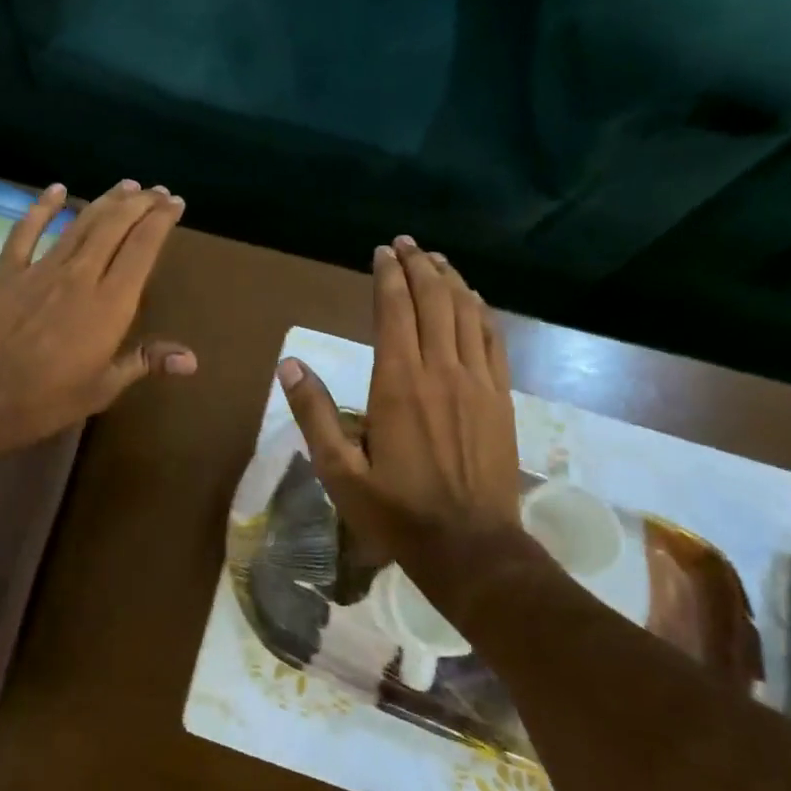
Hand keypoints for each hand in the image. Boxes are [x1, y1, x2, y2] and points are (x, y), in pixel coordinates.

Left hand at [0, 179, 194, 453]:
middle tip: (156, 190)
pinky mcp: (5, 272)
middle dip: (139, 204)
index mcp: (109, 305)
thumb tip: (192, 360)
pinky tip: (55, 190)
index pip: (142, 249)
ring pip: (79, 224)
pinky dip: (41, 208)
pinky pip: (25, 232)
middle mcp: (79, 276)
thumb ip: (144, 362)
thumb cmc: (41, 402)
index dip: (161, 221)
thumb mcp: (100, 389)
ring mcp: (39, 270)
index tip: (176, 203)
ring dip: (104, 201)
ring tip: (125, 186)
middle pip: (114, 227)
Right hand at [277, 237, 522, 571]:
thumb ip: (314, 413)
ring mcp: (477, 383)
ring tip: (436, 259)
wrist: (470, 546)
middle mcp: (441, 371)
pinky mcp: (501, 398)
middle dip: (419, 266)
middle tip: (406, 244)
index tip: (381, 253)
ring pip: (467, 314)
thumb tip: (289, 364)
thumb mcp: (339, 470)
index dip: (388, 276)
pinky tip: (473, 299)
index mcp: (398, 384)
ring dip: (451, 280)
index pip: (395, 311)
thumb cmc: (396, 510)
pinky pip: (493, 340)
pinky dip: (481, 312)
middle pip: (434, 301)